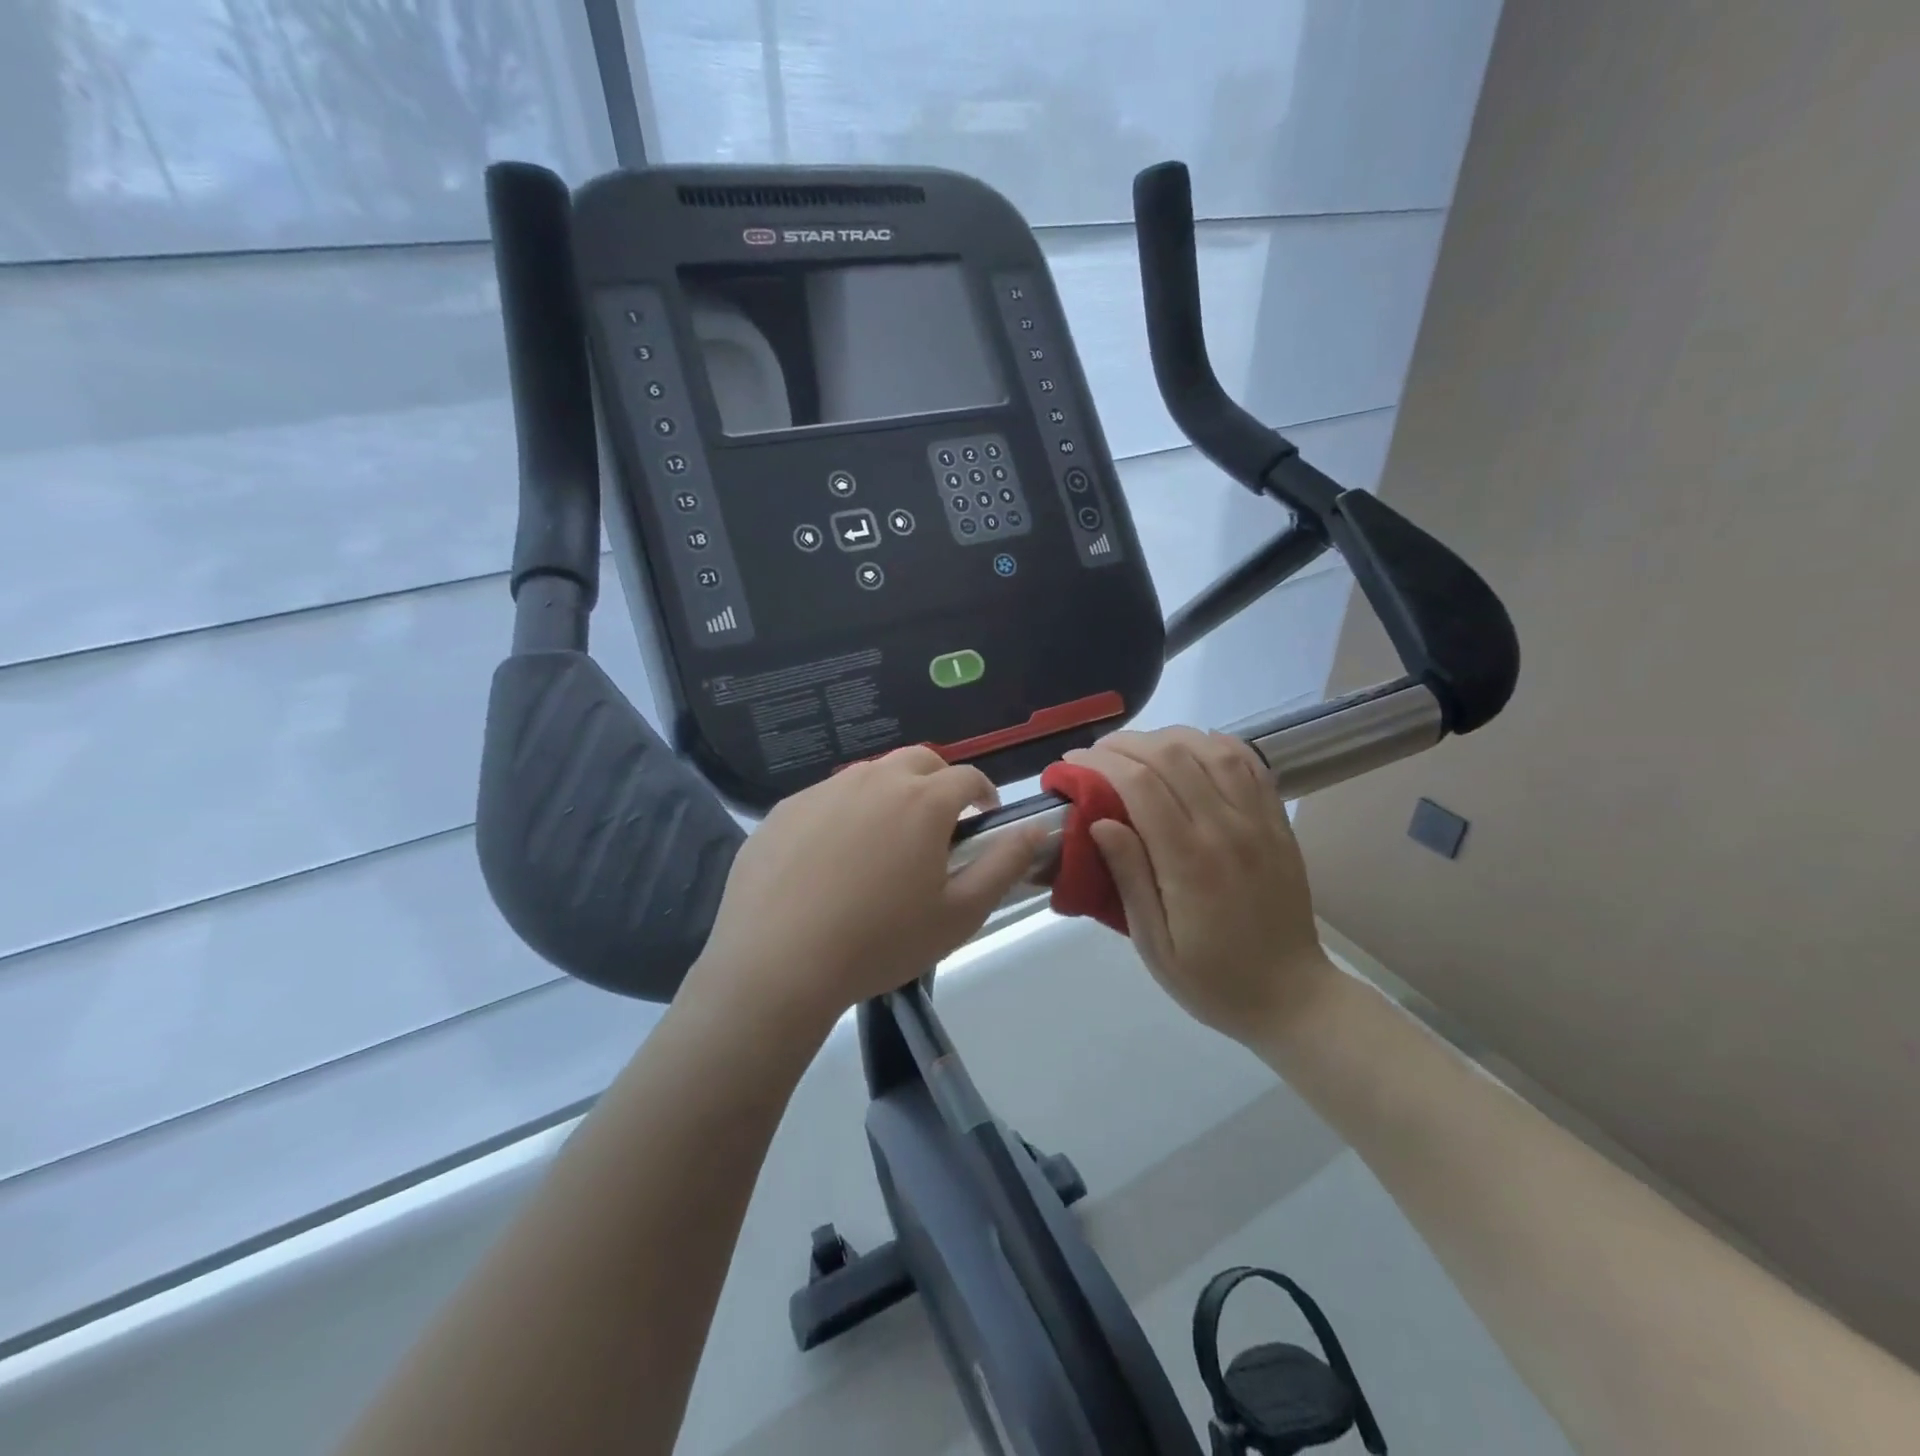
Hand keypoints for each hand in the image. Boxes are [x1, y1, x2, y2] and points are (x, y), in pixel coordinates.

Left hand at [691, 747, 1041, 1028]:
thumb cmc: (880, 942)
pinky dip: (844, 814)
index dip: (984, 794)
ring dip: (890, 795)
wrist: (777, 963)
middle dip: (939, 783)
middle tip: (937, 827)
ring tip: (884, 844)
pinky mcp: (784, 809)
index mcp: (922, 801)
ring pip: (870, 775)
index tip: (984, 819)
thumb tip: (1036, 829)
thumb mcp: (960, 914)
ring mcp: (823, 790)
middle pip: (919, 761)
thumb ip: (1004, 864)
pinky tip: (831, 859)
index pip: (967, 777)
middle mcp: (873, 780)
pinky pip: (827, 798)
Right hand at [1064, 727, 1336, 1044]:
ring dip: (1167, 738)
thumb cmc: (1212, 980)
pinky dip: (1214, 744)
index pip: (1140, 785)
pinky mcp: (1277, 822)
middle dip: (1125, 744)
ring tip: (1138, 750)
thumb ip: (1129, 878)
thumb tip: (1099, 821)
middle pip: (1172, 756)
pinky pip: (1248, 763)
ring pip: (1211, 748)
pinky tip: (1191, 750)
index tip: (1071, 765)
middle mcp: (1227, 829)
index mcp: (1191, 862)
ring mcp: (1259, 821)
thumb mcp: (1155, 945)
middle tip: (1096, 755)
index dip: (1100, 763)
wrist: (1292, 997)